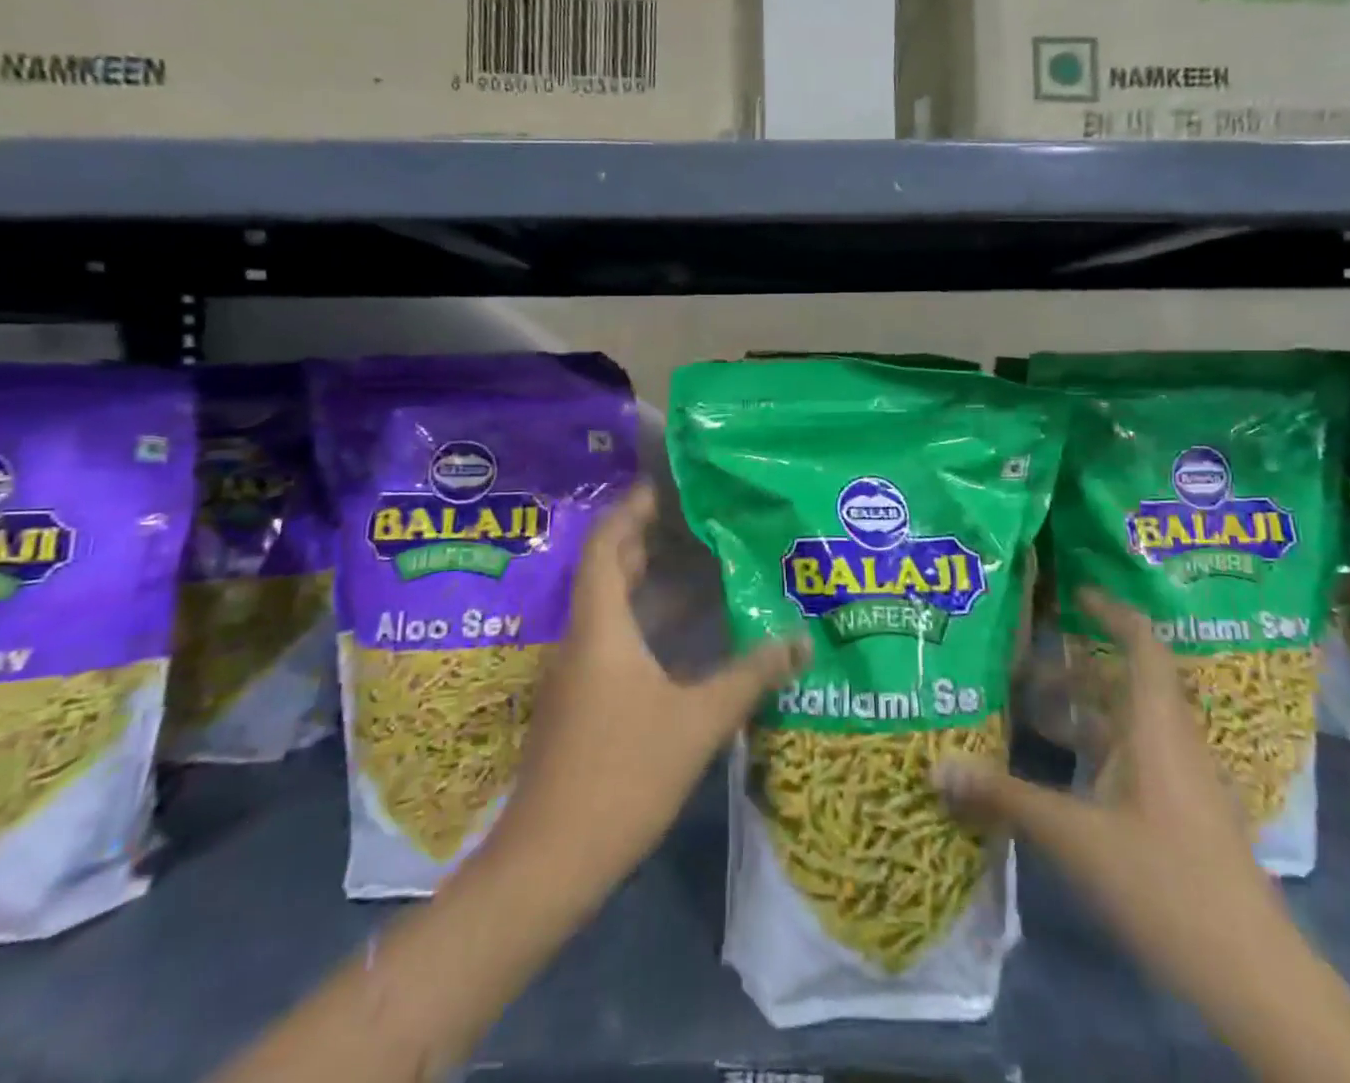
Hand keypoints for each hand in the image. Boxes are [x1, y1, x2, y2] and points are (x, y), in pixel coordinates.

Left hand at [495, 484, 810, 886]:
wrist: (548, 864)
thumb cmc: (621, 777)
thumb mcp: (697, 722)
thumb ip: (751, 676)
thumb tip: (801, 641)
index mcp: (600, 627)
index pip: (606, 543)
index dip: (633, 508)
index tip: (669, 484)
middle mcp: (584, 637)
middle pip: (610, 568)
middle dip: (648, 536)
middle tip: (698, 515)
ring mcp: (580, 671)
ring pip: (615, 605)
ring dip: (652, 579)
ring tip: (702, 558)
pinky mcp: (584, 700)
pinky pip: (618, 637)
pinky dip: (651, 619)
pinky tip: (689, 630)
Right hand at [940, 591, 1286, 1006]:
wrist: (1254, 977)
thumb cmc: (1167, 883)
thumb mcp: (1075, 838)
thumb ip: (1005, 797)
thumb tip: (937, 766)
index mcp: (1156, 727)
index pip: (1143, 645)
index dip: (1112, 612)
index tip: (1075, 593)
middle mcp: (1171, 741)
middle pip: (1124, 682)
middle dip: (1073, 667)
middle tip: (1020, 662)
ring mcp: (1180, 780)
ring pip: (1126, 723)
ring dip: (1080, 710)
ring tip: (1026, 709)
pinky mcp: (1180, 814)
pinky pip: (1131, 758)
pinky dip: (1093, 749)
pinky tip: (1057, 771)